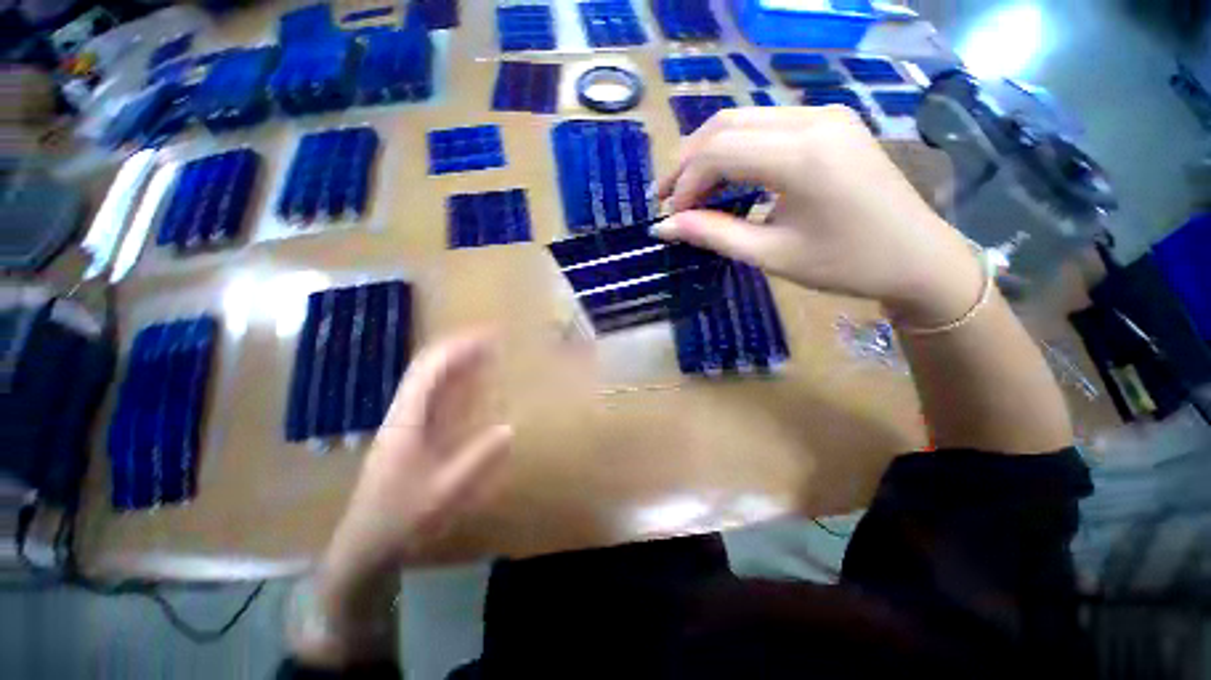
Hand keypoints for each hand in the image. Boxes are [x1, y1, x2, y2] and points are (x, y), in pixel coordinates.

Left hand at [323, 332, 512, 577]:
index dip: (457, 349)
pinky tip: (470, 384)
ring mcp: (404, 421)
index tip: (486, 337)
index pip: (429, 370)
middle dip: (458, 347)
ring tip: (485, 352)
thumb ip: (477, 459)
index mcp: (406, 420)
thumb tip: (509, 428)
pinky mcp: (409, 431)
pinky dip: (453, 382)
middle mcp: (402, 412)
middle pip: (426, 366)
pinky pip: (432, 396)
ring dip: (455, 361)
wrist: (366, 543)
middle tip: (490, 339)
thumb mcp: (444, 491)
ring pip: (428, 378)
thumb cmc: (401, 517)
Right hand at [655, 107, 982, 326]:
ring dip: (708, 153)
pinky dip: (735, 150)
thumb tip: (665, 227)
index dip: (684, 183)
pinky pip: (766, 125)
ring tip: (690, 190)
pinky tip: (726, 178)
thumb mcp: (770, 255)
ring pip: (743, 119)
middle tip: (667, 197)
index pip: (718, 152)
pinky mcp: (830, 122)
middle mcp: (812, 119)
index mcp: (802, 155)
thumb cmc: (844, 264)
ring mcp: (825, 114)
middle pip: (725, 124)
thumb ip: (713, 234)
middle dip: (687, 162)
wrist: (917, 257)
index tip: (670, 216)